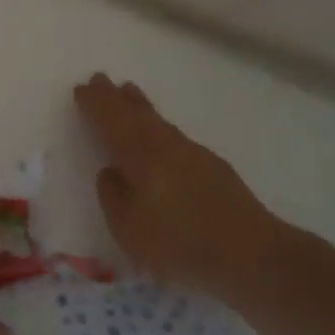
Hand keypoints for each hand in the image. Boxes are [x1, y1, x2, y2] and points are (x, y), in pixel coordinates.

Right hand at [74, 73, 273, 300]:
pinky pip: (175, 134)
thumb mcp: (129, 229)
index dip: (96, 105)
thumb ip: (113, 197)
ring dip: (140, 106)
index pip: (112, 122)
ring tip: (128, 91)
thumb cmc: (179, 244)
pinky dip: (160, 124)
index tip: (82, 88)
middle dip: (115, 97)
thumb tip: (110, 171)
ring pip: (159, 121)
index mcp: (140, 156)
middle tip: (100, 79)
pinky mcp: (213, 168)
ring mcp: (193, 154)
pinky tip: (161, 131)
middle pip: (136, 114)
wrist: (251, 255)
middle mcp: (166, 146)